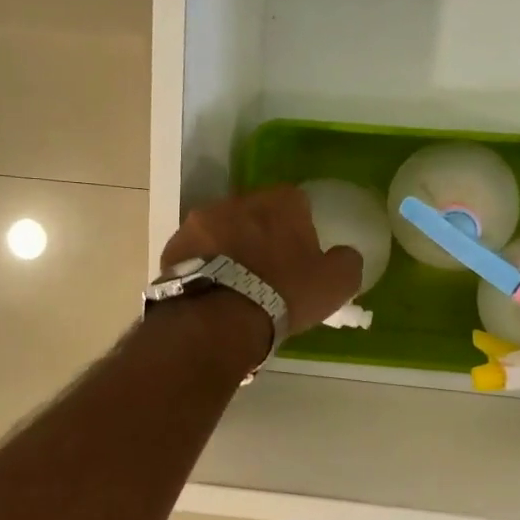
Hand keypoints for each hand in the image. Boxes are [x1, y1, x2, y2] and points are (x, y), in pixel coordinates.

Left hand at [160, 187, 362, 334]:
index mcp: (280, 202)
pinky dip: (204, 264)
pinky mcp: (173, 246)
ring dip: (230, 247)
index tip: (299, 254)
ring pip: (222, 230)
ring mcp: (200, 221)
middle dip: (261, 234)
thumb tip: (345, 254)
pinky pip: (196, 251)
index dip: (299, 227)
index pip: (296, 201)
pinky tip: (212, 291)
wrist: (219, 319)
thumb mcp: (335, 284)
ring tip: (235, 283)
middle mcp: (238, 200)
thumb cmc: (284, 294)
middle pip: (255, 212)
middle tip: (267, 269)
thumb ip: (346, 262)